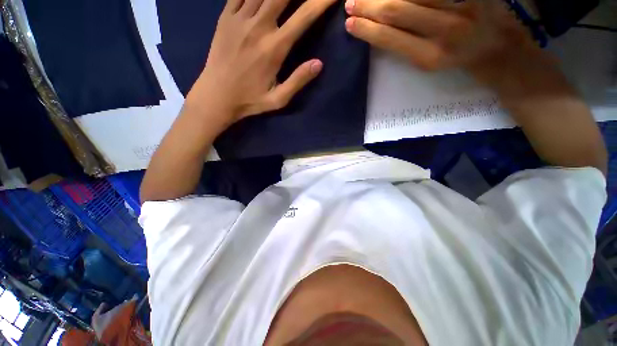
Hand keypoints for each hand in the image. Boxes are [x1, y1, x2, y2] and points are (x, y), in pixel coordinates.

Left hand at [188, 0, 335, 123]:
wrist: (216, 96)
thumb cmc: (250, 100)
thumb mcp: (278, 99)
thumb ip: (298, 81)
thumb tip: (319, 63)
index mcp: (274, 48)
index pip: (304, 17)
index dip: (321, 1)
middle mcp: (258, 27)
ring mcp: (239, 18)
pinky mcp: (225, 16)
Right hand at [344, 0, 552, 92]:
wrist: (499, 50)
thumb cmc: (458, 62)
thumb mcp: (429, 64)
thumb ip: (405, 47)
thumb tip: (380, 30)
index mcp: (428, 56)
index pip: (389, 38)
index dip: (366, 29)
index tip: (349, 24)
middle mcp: (443, 30)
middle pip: (397, 10)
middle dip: (369, 6)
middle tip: (350, 2)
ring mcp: (460, 5)